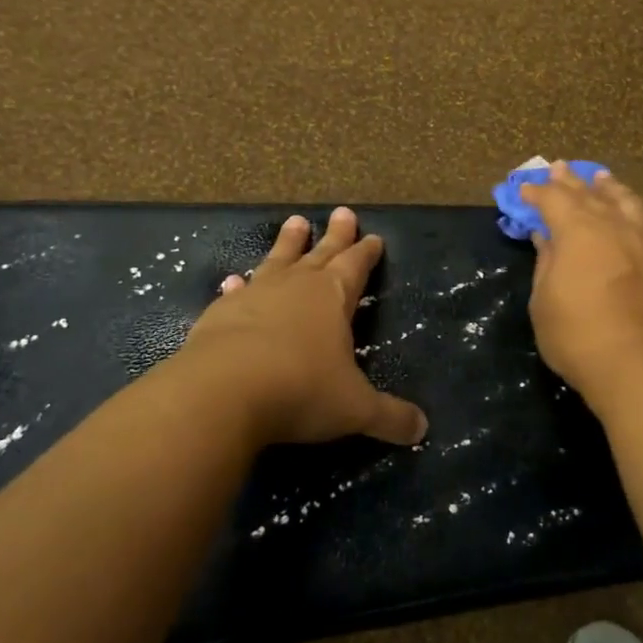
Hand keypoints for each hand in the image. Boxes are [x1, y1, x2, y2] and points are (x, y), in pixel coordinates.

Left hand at [175, 208, 428, 448]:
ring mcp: (255, 295)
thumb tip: (422, 430)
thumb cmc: (301, 390)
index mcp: (333, 297)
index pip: (356, 266)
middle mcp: (296, 286)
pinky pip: (236, 292)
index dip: (367, 253)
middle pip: (321, 253)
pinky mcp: (220, 313)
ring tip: (295, 222)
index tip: (374, 237)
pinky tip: (233, 280)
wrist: (223, 392)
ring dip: (288, 244)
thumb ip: (389, 417)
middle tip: (343, 212)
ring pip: (277, 260)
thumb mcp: (355, 408)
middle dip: (336, 235)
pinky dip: (239, 285)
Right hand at [520, 163, 642, 398]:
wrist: (639, 366)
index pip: (554, 199)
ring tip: (602, 179)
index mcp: (578, 230)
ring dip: (610, 188)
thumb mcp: (544, 300)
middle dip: (571, 181)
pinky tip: (638, 213)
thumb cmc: (577, 335)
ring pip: (627, 202)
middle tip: (558, 168)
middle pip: (590, 194)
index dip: (537, 192)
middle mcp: (614, 225)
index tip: (524, 190)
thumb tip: (546, 235)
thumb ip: (547, 262)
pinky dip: (639, 213)